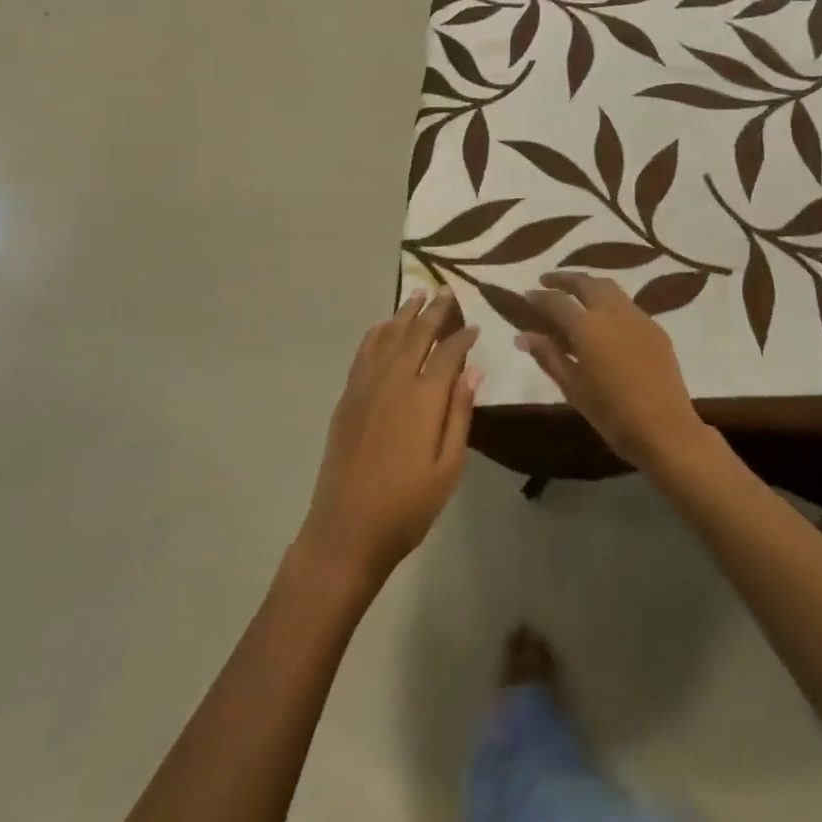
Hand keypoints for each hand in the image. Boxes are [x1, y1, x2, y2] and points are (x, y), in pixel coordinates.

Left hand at [297, 289, 479, 588]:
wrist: (346, 529)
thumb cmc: (407, 506)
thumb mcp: (448, 467)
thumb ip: (460, 414)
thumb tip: (473, 370)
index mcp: (423, 397)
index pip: (448, 354)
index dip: (462, 337)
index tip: (474, 325)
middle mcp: (394, 380)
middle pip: (417, 335)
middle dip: (434, 311)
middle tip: (446, 291)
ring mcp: (366, 386)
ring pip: (388, 337)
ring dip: (404, 314)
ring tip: (417, 294)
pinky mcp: (348, 397)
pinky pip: (364, 353)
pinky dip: (376, 334)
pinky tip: (383, 326)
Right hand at [519, 272, 707, 471]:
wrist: (666, 430)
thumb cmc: (612, 414)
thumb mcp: (573, 388)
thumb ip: (548, 356)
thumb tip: (523, 336)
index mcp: (587, 328)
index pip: (556, 301)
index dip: (539, 296)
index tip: (527, 295)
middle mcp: (612, 313)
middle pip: (585, 282)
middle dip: (564, 278)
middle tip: (548, 280)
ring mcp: (638, 317)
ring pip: (609, 287)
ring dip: (588, 285)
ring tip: (575, 293)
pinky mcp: (655, 329)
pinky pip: (627, 304)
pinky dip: (609, 301)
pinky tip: (604, 319)